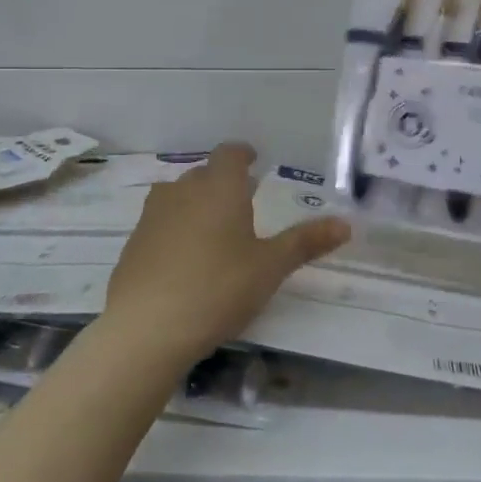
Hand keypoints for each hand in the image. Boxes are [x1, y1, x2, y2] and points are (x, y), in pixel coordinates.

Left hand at [102, 143, 350, 367]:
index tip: (253, 161)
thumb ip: (305, 243)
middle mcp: (182, 192)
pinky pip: (159, 224)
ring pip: (177, 197)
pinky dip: (174, 230)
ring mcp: (152, 217)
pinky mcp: (133, 244)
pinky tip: (184, 261)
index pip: (230, 153)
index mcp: (219, 187)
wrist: (146, 328)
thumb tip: (346, 224)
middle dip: (222, 182)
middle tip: (242, 202)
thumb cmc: (218, 288)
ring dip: (195, 204)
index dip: (242, 154)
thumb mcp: (270, 267)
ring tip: (213, 229)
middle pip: (203, 174)